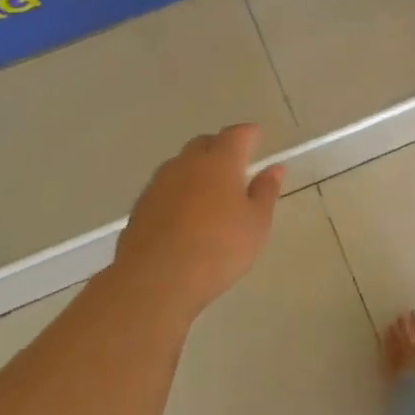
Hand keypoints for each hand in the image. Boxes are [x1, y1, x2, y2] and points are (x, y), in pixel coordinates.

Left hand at [110, 124, 284, 323]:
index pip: (236, 134)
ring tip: (210, 193)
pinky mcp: (140, 207)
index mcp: (219, 161)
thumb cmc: (218, 248)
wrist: (155, 280)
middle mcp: (186, 164)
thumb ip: (265, 192)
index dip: (249, 134)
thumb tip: (274, 168)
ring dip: (196, 171)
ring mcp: (159, 184)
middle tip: (235, 165)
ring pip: (181, 166)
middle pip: (204, 144)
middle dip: (220, 148)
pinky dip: (179, 193)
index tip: (257, 138)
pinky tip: (185, 216)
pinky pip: (165, 189)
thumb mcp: (256, 224)